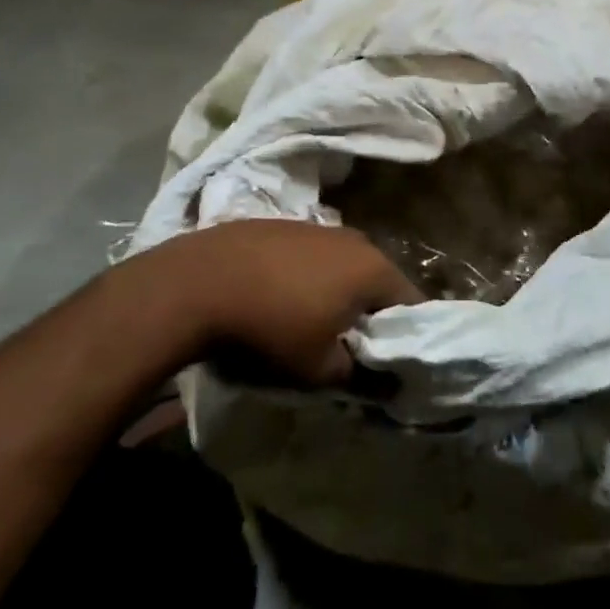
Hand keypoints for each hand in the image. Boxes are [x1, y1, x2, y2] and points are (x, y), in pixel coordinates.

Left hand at [114, 220, 421, 384]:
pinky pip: (311, 255)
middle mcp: (354, 239)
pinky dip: (306, 277)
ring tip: (313, 322)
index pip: (412, 303)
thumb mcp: (319, 369)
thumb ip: (359, 376)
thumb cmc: (271, 327)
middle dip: (371, 312)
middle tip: (352, 346)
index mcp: (374, 268)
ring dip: (338, 292)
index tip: (391, 360)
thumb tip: (384, 384)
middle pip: (378, 280)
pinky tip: (279, 299)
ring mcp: (317, 227)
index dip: (406, 335)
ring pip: (343, 265)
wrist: (197, 283)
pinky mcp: (283, 224)